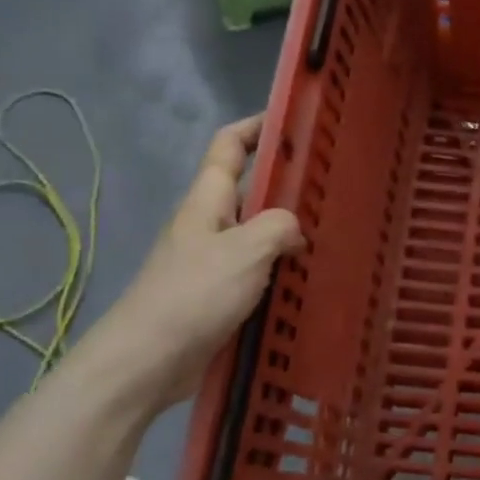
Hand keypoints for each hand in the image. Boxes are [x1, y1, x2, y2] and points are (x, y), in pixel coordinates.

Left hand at [94, 115, 306, 413]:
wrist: (147, 361)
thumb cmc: (194, 294)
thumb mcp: (246, 250)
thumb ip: (279, 227)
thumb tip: (294, 231)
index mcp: (207, 201)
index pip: (229, 145)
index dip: (257, 125)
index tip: (293, 118)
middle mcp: (208, 225)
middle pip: (249, 190)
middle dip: (286, 182)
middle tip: (331, 184)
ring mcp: (212, 262)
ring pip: (257, 233)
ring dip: (288, 231)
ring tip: (332, 232)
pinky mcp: (218, 296)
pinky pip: (257, 271)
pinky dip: (281, 269)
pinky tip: (308, 280)